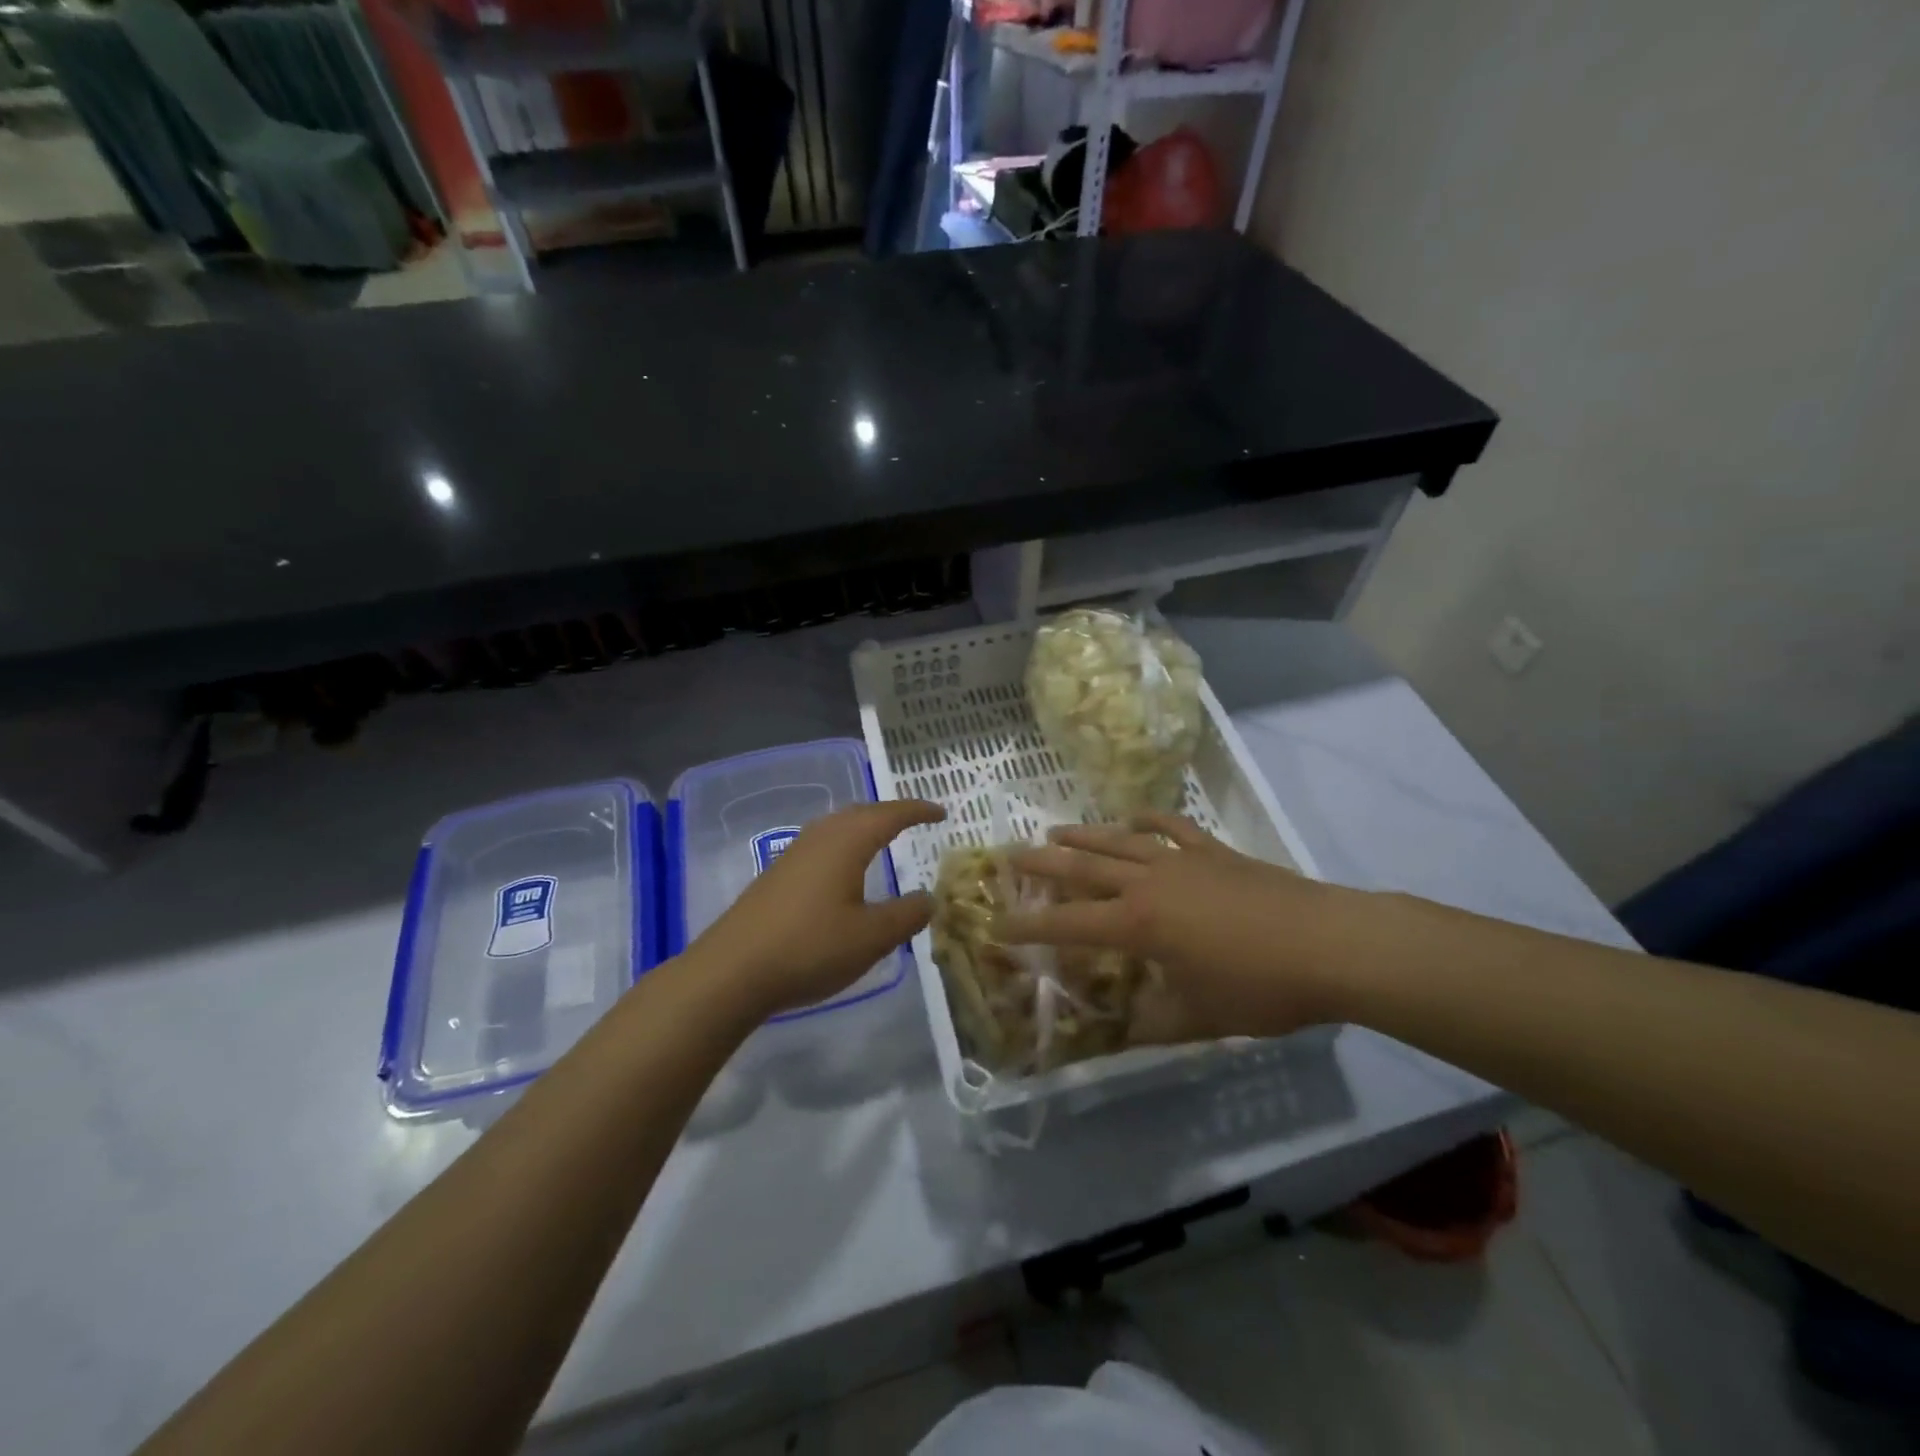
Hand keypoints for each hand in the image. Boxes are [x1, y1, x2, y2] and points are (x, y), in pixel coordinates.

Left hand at [688, 799, 945, 1018]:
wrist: (731, 971)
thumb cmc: (810, 947)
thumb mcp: (871, 937)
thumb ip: (906, 915)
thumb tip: (929, 897)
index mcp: (847, 842)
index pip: (890, 814)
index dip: (918, 811)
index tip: (941, 813)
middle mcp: (819, 838)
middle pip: (860, 813)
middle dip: (890, 814)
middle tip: (915, 822)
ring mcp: (793, 855)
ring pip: (836, 827)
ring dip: (863, 828)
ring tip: (882, 841)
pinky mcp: (776, 876)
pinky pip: (821, 846)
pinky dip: (844, 846)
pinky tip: (843, 873)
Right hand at [1000, 812, 1345, 1036]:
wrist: (1330, 944)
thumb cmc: (1261, 986)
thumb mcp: (1201, 1016)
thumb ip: (1156, 1022)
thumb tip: (1125, 1030)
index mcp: (1138, 925)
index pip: (1069, 924)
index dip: (1030, 926)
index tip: (997, 925)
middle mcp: (1149, 884)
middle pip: (1084, 867)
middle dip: (1042, 863)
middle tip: (1009, 854)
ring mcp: (1182, 861)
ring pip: (1120, 841)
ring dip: (1084, 835)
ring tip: (1054, 831)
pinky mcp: (1215, 852)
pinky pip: (1173, 827)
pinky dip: (1149, 819)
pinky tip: (1134, 817)